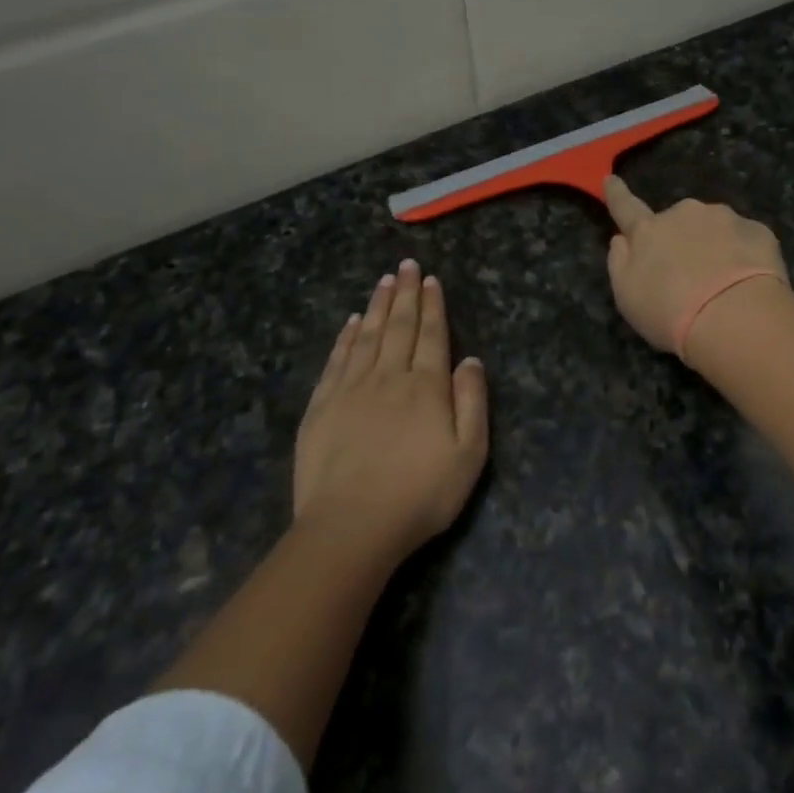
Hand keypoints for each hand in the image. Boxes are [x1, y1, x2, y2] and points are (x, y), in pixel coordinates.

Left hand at [294, 260, 488, 564]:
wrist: (351, 527)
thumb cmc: (420, 495)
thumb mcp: (469, 455)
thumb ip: (472, 402)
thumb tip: (470, 360)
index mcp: (426, 387)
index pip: (431, 335)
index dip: (432, 306)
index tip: (429, 279)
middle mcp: (389, 377)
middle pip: (398, 327)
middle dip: (404, 294)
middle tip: (405, 265)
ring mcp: (351, 390)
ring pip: (366, 336)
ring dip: (376, 306)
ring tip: (383, 281)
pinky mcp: (321, 407)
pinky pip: (336, 360)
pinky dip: (344, 338)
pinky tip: (349, 323)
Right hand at [603, 176, 788, 354]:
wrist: (735, 317)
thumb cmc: (670, 311)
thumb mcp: (627, 296)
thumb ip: (620, 263)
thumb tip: (621, 239)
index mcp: (648, 231)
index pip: (626, 207)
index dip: (617, 194)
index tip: (611, 179)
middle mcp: (685, 214)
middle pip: (678, 222)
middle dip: (681, 239)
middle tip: (689, 277)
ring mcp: (724, 218)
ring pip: (714, 229)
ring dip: (714, 247)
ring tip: (722, 287)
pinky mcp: (758, 230)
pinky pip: (745, 240)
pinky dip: (743, 256)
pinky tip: (747, 284)